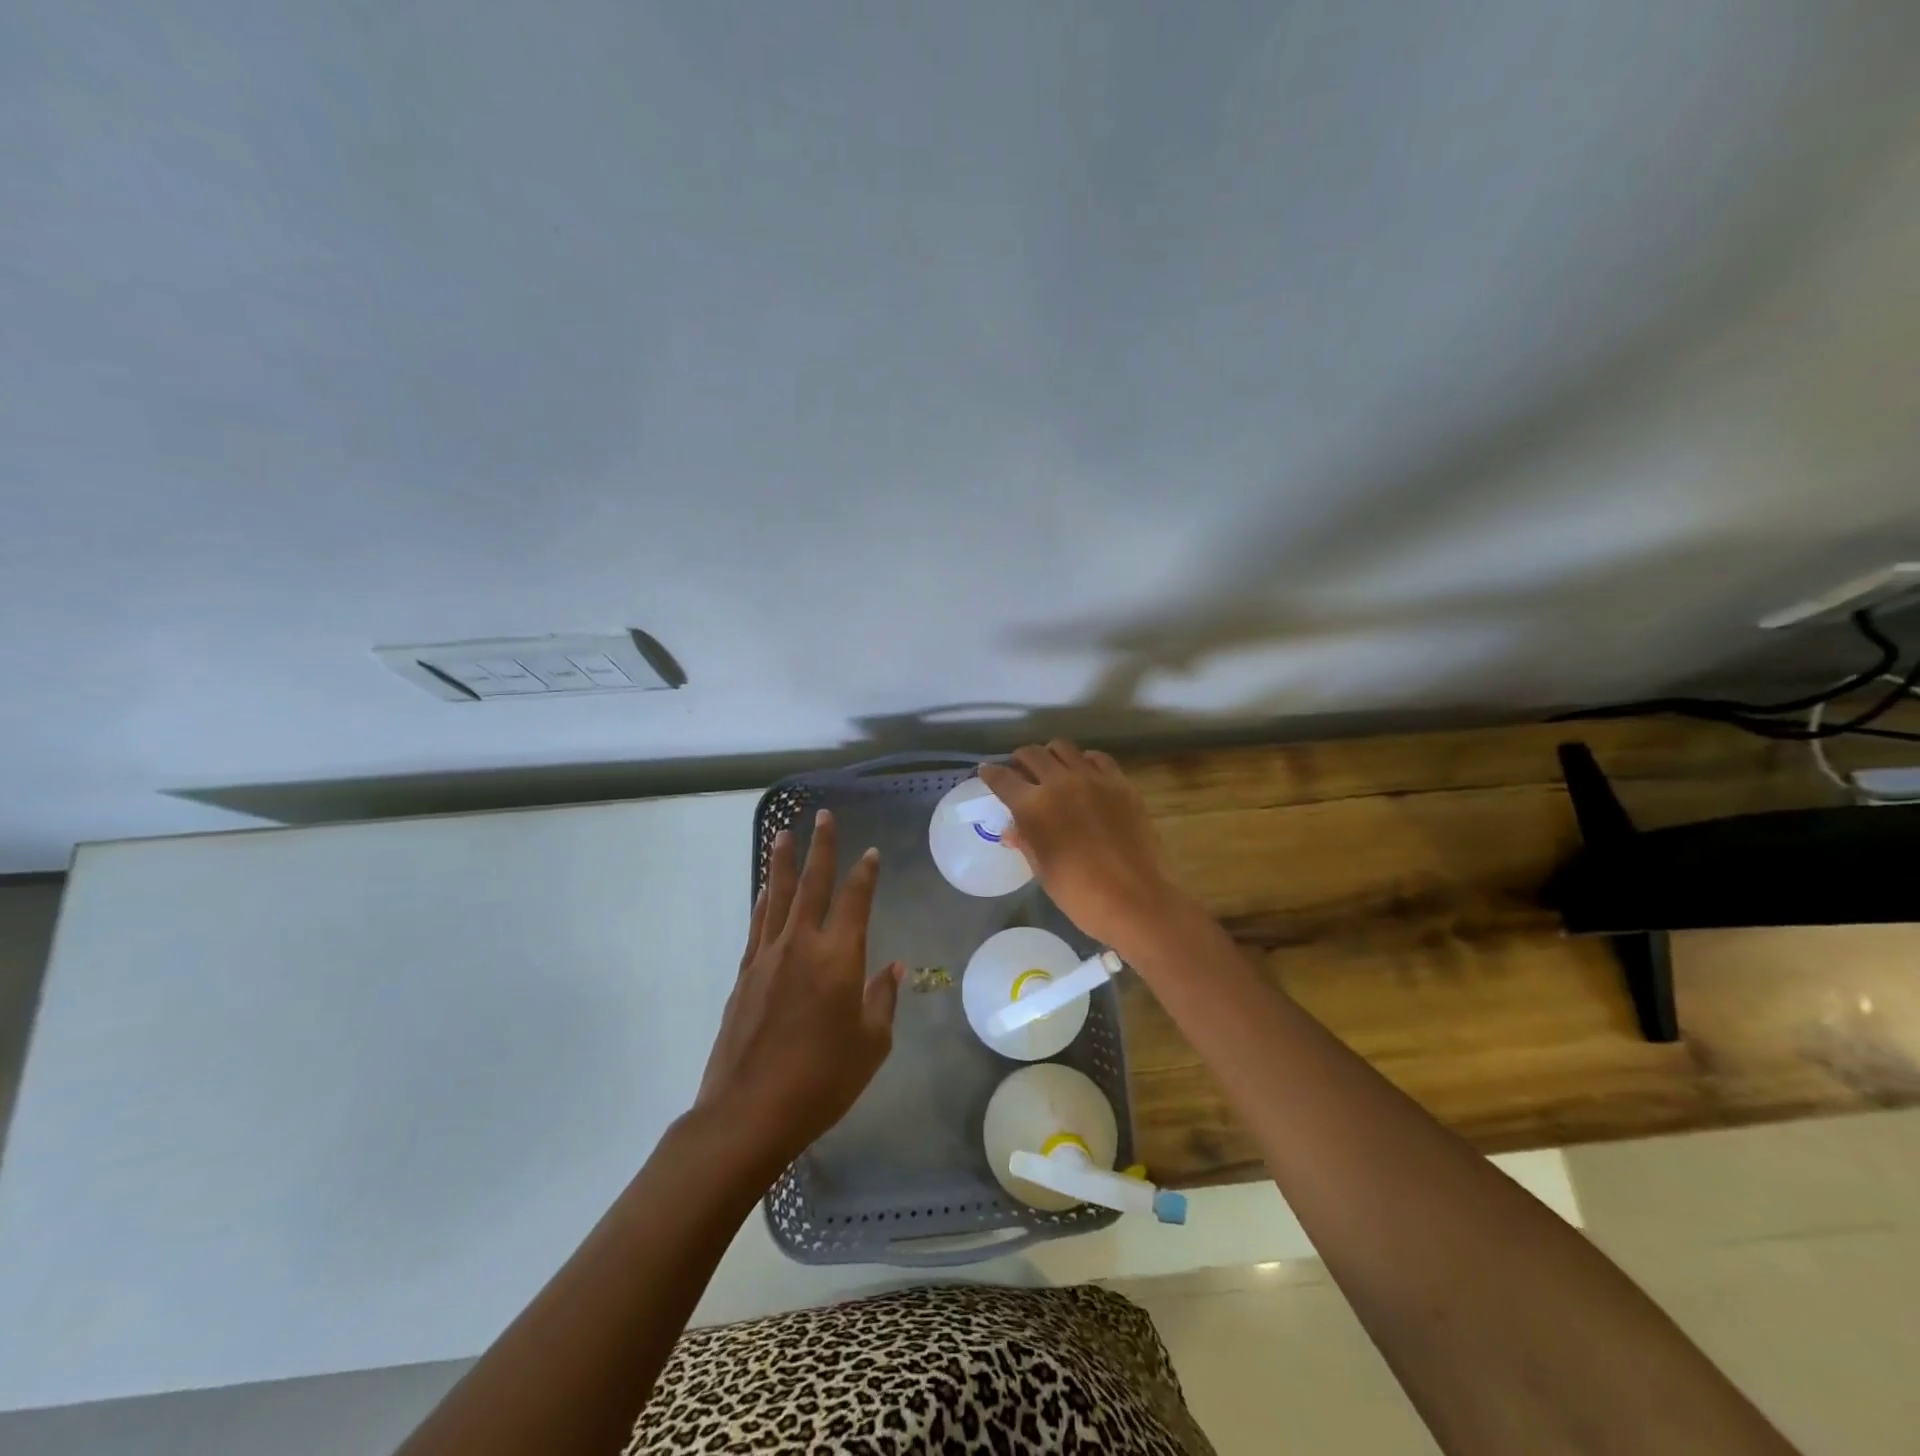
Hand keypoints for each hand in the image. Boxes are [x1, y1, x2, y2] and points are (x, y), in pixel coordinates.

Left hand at [697, 810, 902, 1162]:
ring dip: (782, 863)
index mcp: (838, 958)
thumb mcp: (871, 1044)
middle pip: (812, 884)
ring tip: (783, 833)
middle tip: (822, 815)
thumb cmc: (822, 1080)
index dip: (865, 873)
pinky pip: (757, 924)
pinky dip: (763, 901)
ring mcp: (767, 957)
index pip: (855, 900)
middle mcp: (801, 945)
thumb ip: (881, 999)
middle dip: (820, 848)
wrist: (748, 1113)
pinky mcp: (744, 975)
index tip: (871, 851)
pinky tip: (765, 891)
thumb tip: (891, 967)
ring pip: (776, 896)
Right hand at [979, 741, 1185, 954]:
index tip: (986, 772)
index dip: (990, 773)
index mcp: (1034, 806)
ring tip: (1052, 770)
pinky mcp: (1121, 783)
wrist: (1135, 900)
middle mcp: (1061, 782)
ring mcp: (1094, 779)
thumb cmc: (1080, 894)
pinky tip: (1085, 776)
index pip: (1002, 778)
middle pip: (1032, 754)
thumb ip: (1026, 841)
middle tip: (1020, 772)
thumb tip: (1013, 830)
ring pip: (1064, 748)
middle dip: (1020, 760)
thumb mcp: (1043, 869)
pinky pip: (1097, 758)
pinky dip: (1084, 761)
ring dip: (1051, 755)